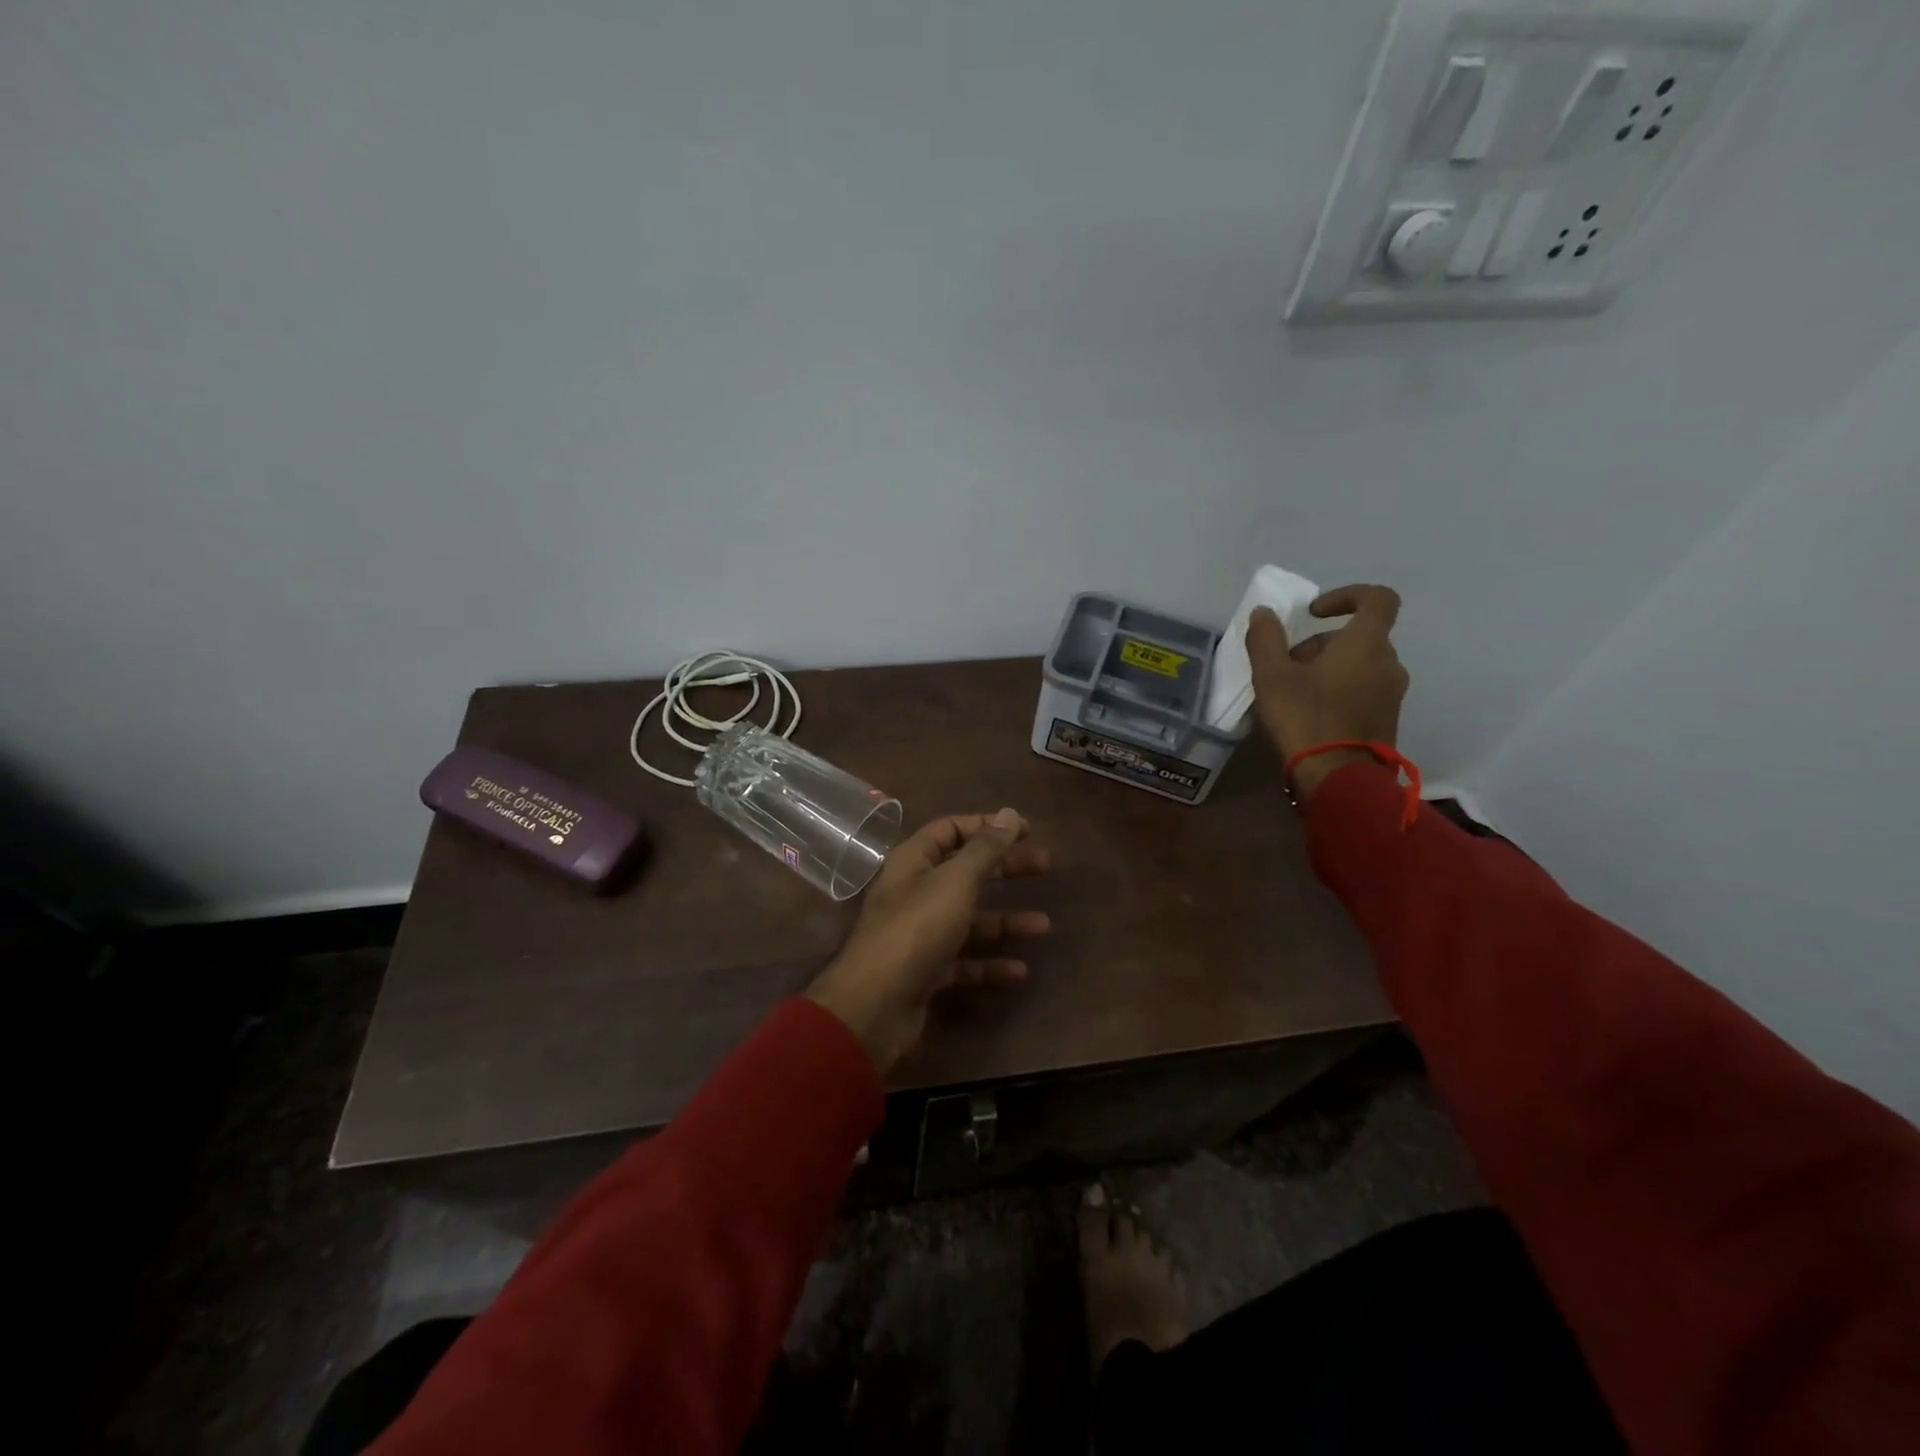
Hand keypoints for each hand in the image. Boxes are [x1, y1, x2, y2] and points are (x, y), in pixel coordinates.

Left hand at [805, 809, 1050, 1073]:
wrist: (876, 1005)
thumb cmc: (917, 929)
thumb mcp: (955, 882)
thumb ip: (985, 849)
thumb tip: (1010, 813)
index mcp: (913, 862)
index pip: (950, 830)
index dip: (986, 826)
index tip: (1026, 829)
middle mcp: (914, 892)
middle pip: (965, 871)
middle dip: (1004, 868)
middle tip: (1045, 865)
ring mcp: (919, 934)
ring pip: (969, 919)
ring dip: (1005, 921)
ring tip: (1043, 926)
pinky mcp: (926, 971)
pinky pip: (964, 961)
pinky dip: (990, 963)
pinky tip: (1019, 971)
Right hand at [1247, 584, 1409, 798]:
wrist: (1339, 778)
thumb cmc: (1305, 718)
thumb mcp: (1272, 676)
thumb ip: (1266, 639)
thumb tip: (1264, 613)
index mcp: (1367, 644)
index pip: (1378, 598)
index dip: (1346, 595)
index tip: (1314, 613)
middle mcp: (1389, 663)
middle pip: (1359, 636)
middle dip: (1321, 644)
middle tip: (1287, 665)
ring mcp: (1392, 693)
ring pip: (1360, 664)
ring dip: (1328, 668)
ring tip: (1294, 693)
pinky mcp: (1388, 718)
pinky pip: (1364, 690)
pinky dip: (1339, 690)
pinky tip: (1310, 714)